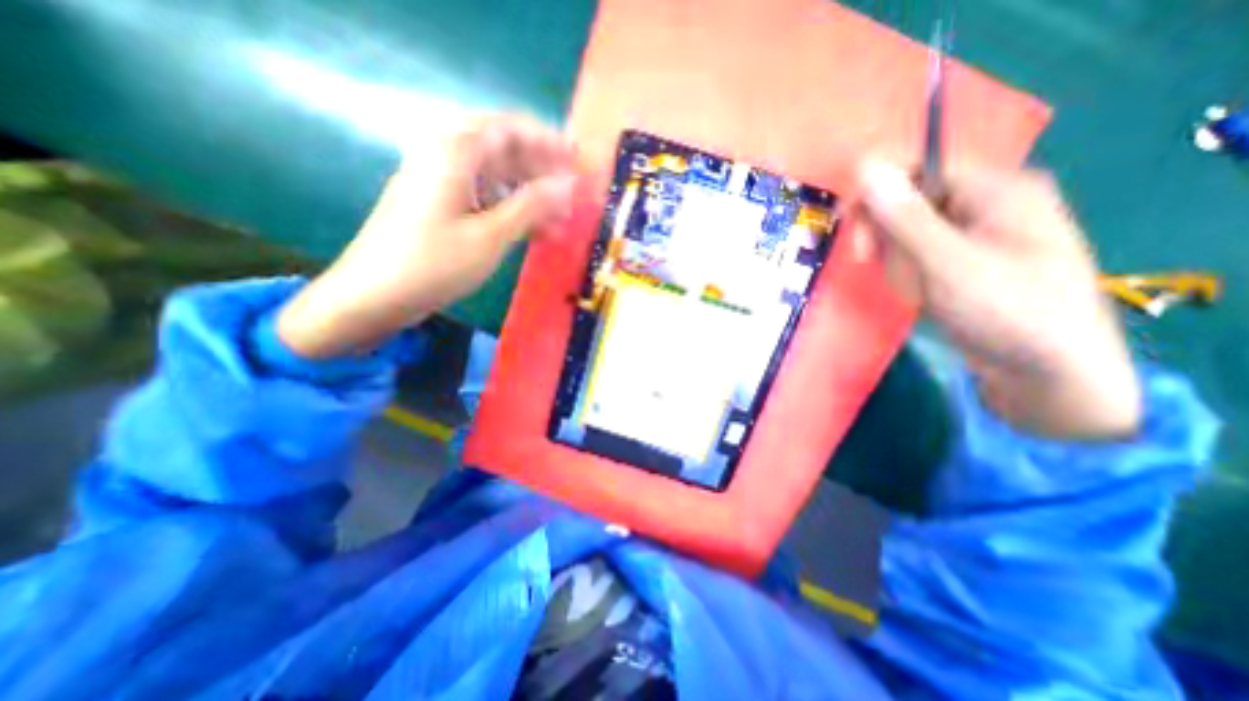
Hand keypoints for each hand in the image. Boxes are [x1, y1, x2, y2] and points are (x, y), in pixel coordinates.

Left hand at [274, 113, 578, 357]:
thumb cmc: (434, 264)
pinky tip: (533, 233)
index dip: (548, 141)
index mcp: (455, 153)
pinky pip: (486, 199)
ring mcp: (443, 184)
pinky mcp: (443, 208)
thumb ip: (531, 206)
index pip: (511, 128)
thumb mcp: (491, 235)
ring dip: (531, 197)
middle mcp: (447, 158)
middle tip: (573, 198)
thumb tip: (568, 185)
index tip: (577, 162)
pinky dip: (512, 212)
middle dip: (542, 173)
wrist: (374, 296)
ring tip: (560, 224)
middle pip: (505, 152)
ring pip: (498, 178)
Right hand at [860, 163, 1138, 440]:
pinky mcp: (963, 263)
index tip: (847, 222)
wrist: (1045, 373)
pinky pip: (918, 256)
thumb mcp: (947, 262)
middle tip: (866, 260)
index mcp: (995, 189)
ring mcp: (975, 236)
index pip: (919, 168)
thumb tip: (867, 167)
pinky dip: (908, 274)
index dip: (877, 191)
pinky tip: (919, 295)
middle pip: (910, 201)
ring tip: (912, 289)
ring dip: (896, 261)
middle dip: (884, 233)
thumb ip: (905, 217)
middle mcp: (986, 204)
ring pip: (908, 233)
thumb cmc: (1005, 311)